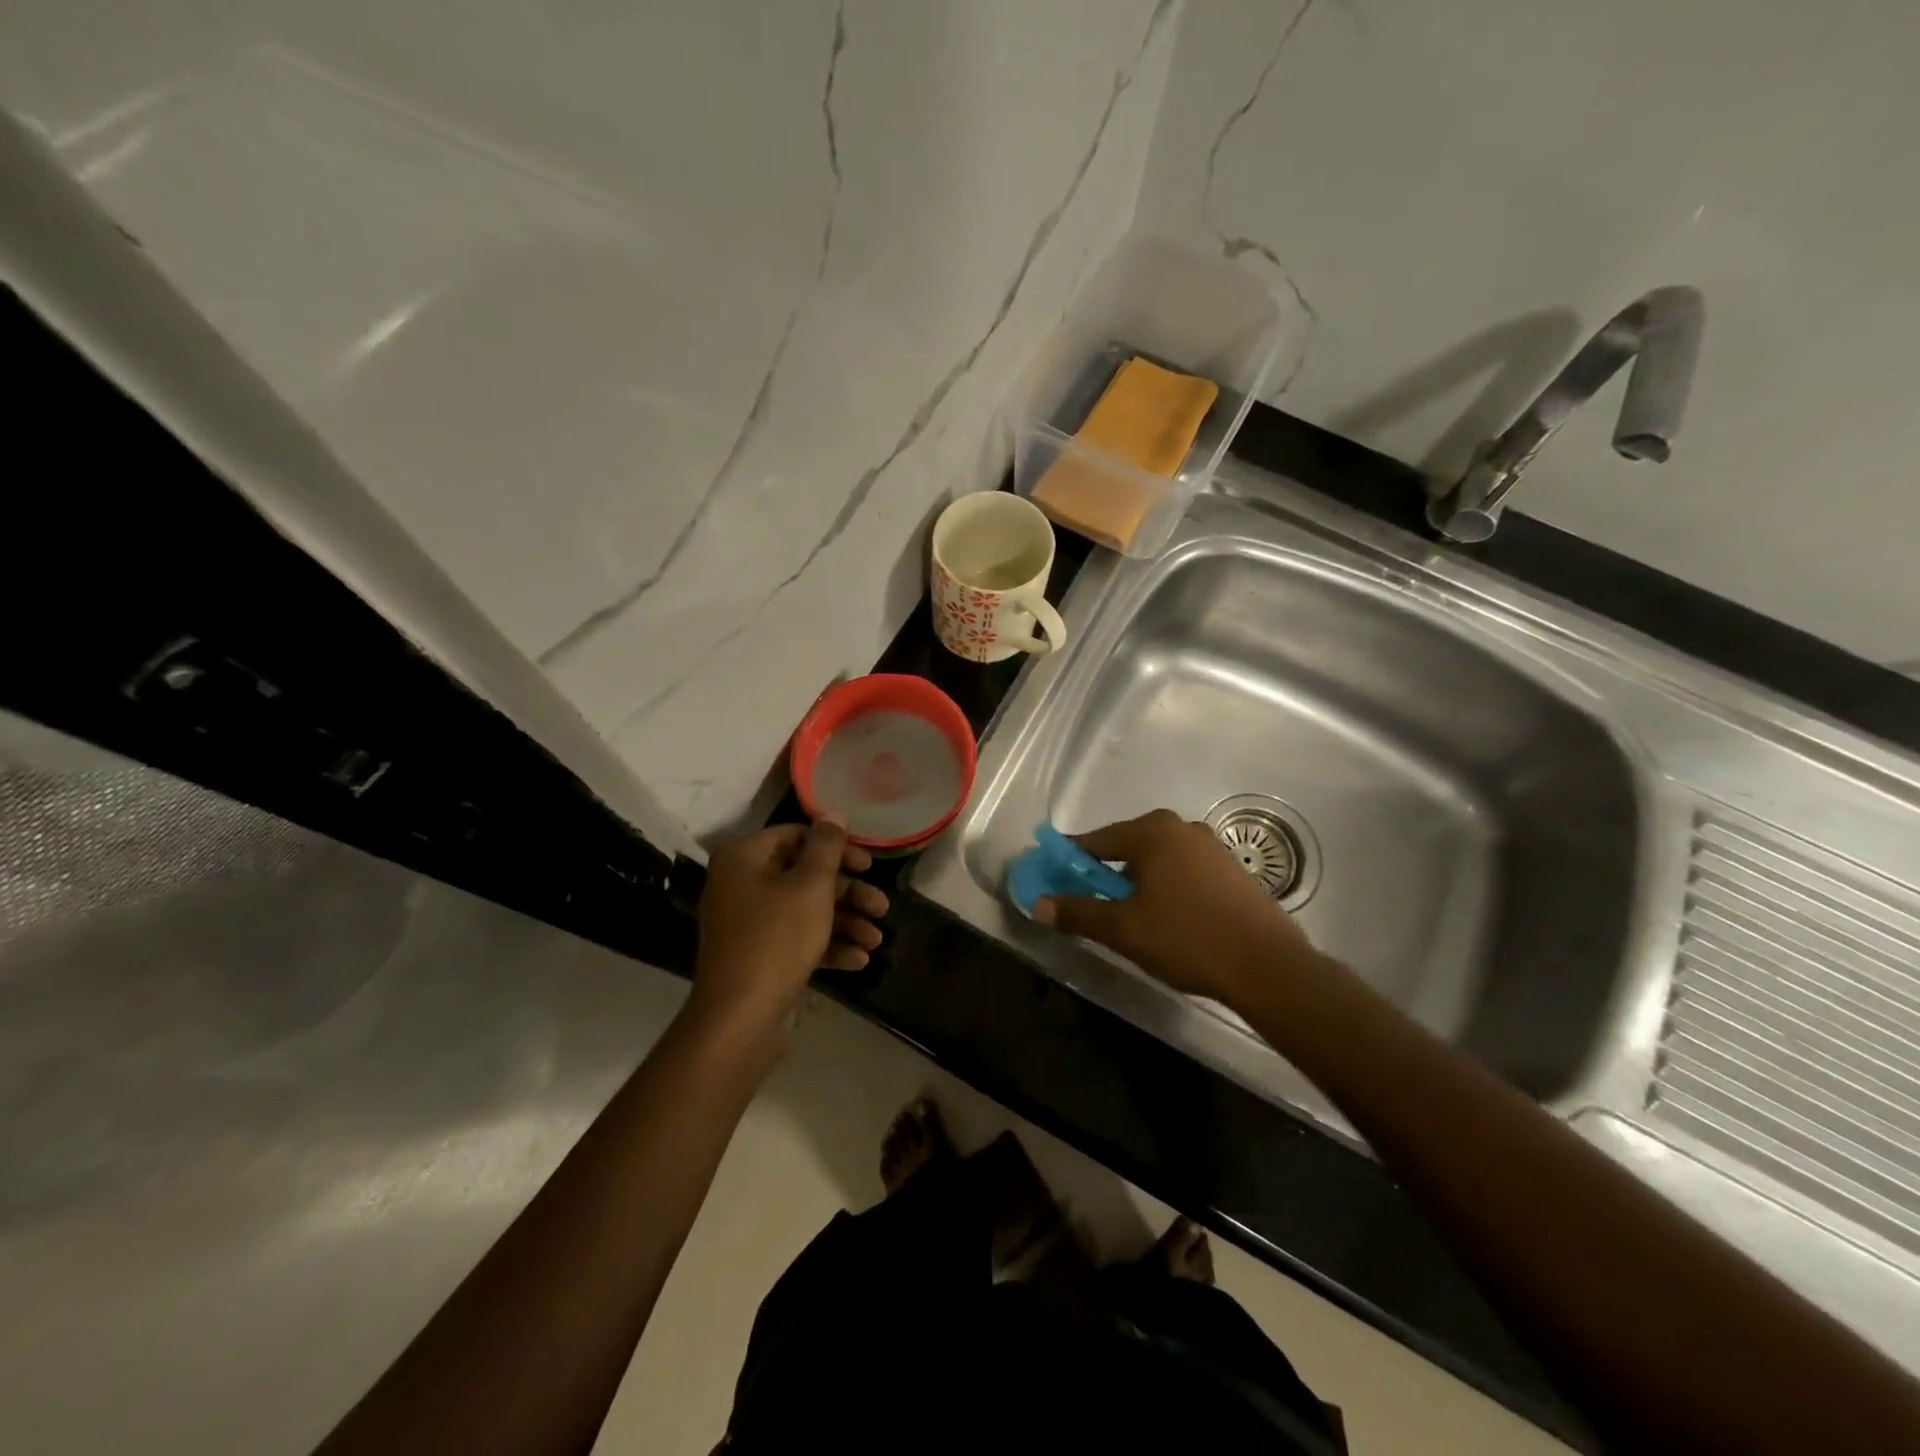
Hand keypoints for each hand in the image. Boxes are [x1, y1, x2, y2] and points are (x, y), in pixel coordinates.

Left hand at [692, 817, 888, 1030]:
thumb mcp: (810, 887)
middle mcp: (741, 885)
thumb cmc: (777, 939)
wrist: (740, 1018)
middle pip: (804, 876)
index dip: (836, 848)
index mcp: (744, 859)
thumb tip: (833, 814)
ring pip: (805, 910)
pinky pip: (797, 939)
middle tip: (882, 906)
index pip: (796, 836)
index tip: (868, 864)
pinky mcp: (758, 955)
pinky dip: (827, 945)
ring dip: (845, 922)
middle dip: (848, 893)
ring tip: (877, 940)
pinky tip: (858, 960)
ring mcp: (748, 923)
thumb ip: (827, 847)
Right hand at [1032, 809, 1314, 1005]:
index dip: (1070, 861)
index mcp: (1152, 831)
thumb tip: (1037, 905)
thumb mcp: (1123, 929)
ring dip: (1137, 883)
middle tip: (1092, 906)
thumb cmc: (1187, 938)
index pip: (1095, 840)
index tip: (1052, 878)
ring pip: (1157, 861)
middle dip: (1105, 874)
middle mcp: (1182, 828)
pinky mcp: (1232, 871)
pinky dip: (1166, 889)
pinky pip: (1184, 873)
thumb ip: (1077, 913)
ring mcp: (1212, 848)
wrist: (1268, 967)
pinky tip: (1169, 921)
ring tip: (1131, 919)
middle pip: (1127, 848)